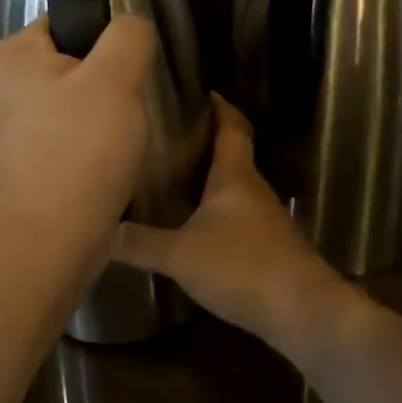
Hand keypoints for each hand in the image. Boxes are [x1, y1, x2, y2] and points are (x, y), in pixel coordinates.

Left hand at [0, 14, 158, 255]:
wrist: (50, 242)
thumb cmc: (79, 151)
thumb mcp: (116, 78)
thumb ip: (128, 34)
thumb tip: (130, 27)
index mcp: (9, 54)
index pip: (69, 22)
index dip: (107, 42)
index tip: (129, 73)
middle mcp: (1, 84)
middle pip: (76, 61)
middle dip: (110, 82)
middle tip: (129, 109)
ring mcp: (12, 125)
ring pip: (79, 99)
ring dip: (106, 115)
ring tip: (121, 139)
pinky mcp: (27, 159)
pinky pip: (71, 133)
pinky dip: (93, 143)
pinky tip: (108, 161)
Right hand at [117, 97, 355, 353]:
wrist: (301, 311)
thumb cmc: (241, 266)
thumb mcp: (180, 255)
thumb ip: (139, 242)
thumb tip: (100, 230)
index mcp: (234, 176)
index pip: (231, 127)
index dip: (219, 107)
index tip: (203, 91)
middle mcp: (253, 189)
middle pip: (233, 153)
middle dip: (207, 141)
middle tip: (172, 134)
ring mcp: (265, 218)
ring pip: (235, 186)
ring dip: (212, 177)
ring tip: (176, 175)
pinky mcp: (269, 245)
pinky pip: (239, 214)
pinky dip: (218, 209)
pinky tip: (197, 224)